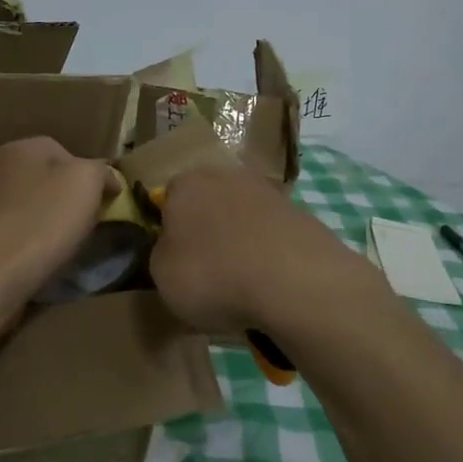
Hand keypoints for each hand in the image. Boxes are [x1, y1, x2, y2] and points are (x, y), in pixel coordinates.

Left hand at [0, 137, 121, 307]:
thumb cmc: (43, 221)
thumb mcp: (87, 182)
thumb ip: (101, 171)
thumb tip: (107, 179)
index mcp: (21, 148)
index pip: (66, 152)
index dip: (90, 176)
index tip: (105, 202)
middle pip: (45, 180)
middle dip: (67, 200)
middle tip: (87, 224)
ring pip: (28, 208)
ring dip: (46, 223)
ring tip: (63, 247)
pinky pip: (12, 235)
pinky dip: (28, 245)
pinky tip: (37, 262)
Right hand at [149, 167, 381, 336]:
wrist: (293, 281)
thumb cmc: (213, 275)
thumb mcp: (162, 276)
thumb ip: (161, 254)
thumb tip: (171, 249)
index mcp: (186, 184)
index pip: (168, 197)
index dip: (169, 228)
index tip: (174, 259)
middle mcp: (226, 176)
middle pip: (209, 203)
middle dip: (207, 231)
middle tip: (207, 271)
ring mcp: (268, 192)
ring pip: (243, 218)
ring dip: (241, 242)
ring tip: (243, 285)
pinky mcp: (301, 214)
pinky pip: (273, 236)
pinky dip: (270, 255)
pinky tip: (271, 284)